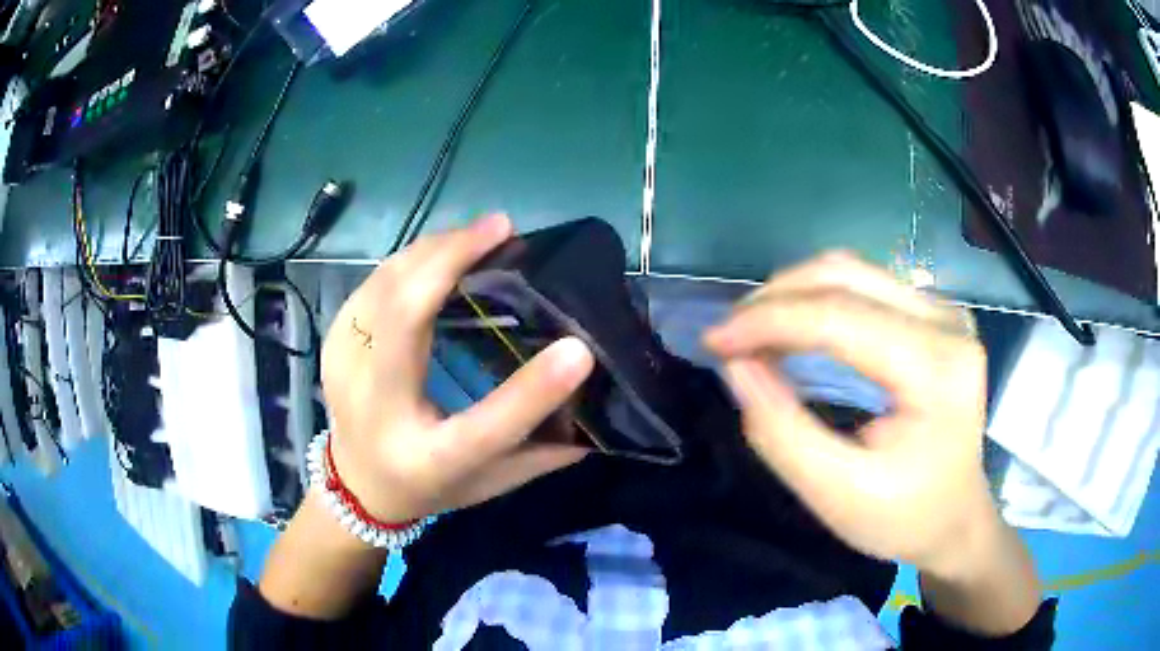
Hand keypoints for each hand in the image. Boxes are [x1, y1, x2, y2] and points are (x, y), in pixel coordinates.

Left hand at [321, 214, 594, 527]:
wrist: (358, 485)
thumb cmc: (433, 484)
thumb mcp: (494, 482)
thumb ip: (547, 452)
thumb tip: (602, 405)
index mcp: (430, 459)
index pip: (485, 431)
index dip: (532, 393)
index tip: (579, 349)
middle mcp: (380, 412)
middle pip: (404, 323)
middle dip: (449, 261)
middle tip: (502, 229)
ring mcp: (345, 372)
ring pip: (383, 287)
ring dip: (432, 251)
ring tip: (479, 233)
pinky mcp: (333, 344)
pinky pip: (372, 285)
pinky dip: (409, 260)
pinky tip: (440, 251)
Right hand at [704, 252, 999, 577]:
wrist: (956, 518)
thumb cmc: (904, 517)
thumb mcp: (837, 494)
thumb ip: (783, 432)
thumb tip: (737, 366)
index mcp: (937, 369)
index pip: (842, 317)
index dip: (769, 320)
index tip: (714, 342)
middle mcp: (947, 322)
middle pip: (846, 276)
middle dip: (775, 300)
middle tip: (730, 338)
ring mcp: (944, 311)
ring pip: (853, 271)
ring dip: (793, 294)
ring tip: (753, 333)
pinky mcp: (934, 313)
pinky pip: (866, 285)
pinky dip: (817, 299)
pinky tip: (793, 327)